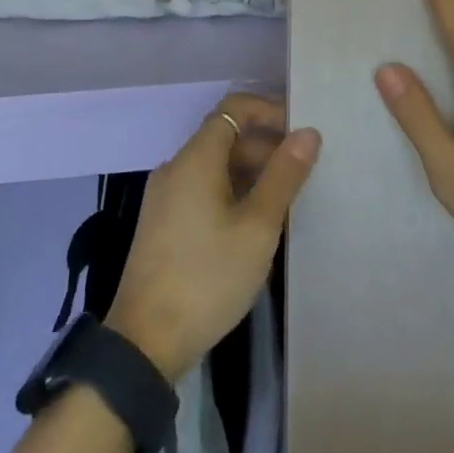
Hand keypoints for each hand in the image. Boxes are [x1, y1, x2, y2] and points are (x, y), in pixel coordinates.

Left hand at [106, 95, 318, 380]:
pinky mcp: (163, 223)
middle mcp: (176, 167)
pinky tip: (255, 221)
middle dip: (265, 145)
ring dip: (251, 170)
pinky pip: (203, 188)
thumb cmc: (207, 277)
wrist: (145, 343)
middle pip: (225, 136)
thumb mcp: (257, 227)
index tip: (301, 130)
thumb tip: (308, 132)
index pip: (234, 109)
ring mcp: (166, 196)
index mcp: (195, 158)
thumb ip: (284, 176)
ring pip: (215, 165)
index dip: (269, 111)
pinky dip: (232, 191)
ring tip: (287, 197)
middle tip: (304, 170)